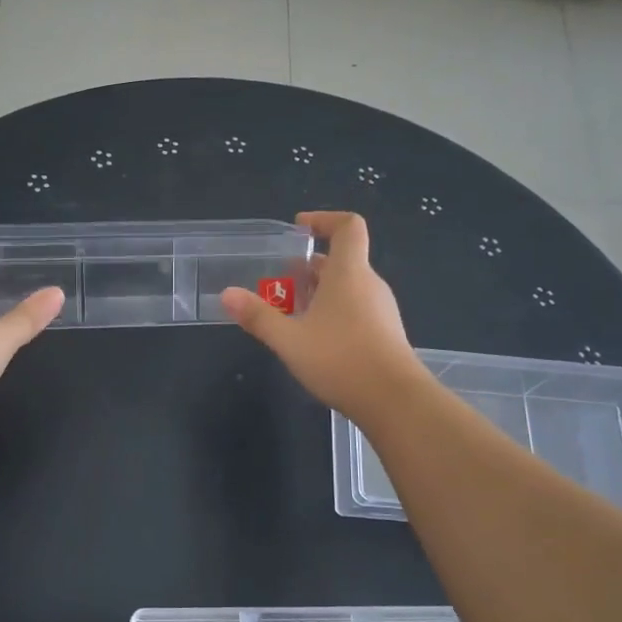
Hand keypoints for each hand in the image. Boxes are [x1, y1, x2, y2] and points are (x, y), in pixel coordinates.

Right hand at [220, 212, 426, 423]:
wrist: (394, 401)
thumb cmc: (340, 359)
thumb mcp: (289, 340)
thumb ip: (258, 316)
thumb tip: (227, 294)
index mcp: (349, 273)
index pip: (348, 226)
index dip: (324, 220)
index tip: (298, 229)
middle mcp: (369, 284)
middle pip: (341, 261)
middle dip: (308, 268)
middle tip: (279, 283)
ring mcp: (381, 310)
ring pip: (347, 288)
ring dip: (318, 293)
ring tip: (290, 313)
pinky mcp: (384, 333)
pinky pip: (355, 309)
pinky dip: (332, 312)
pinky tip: (313, 340)